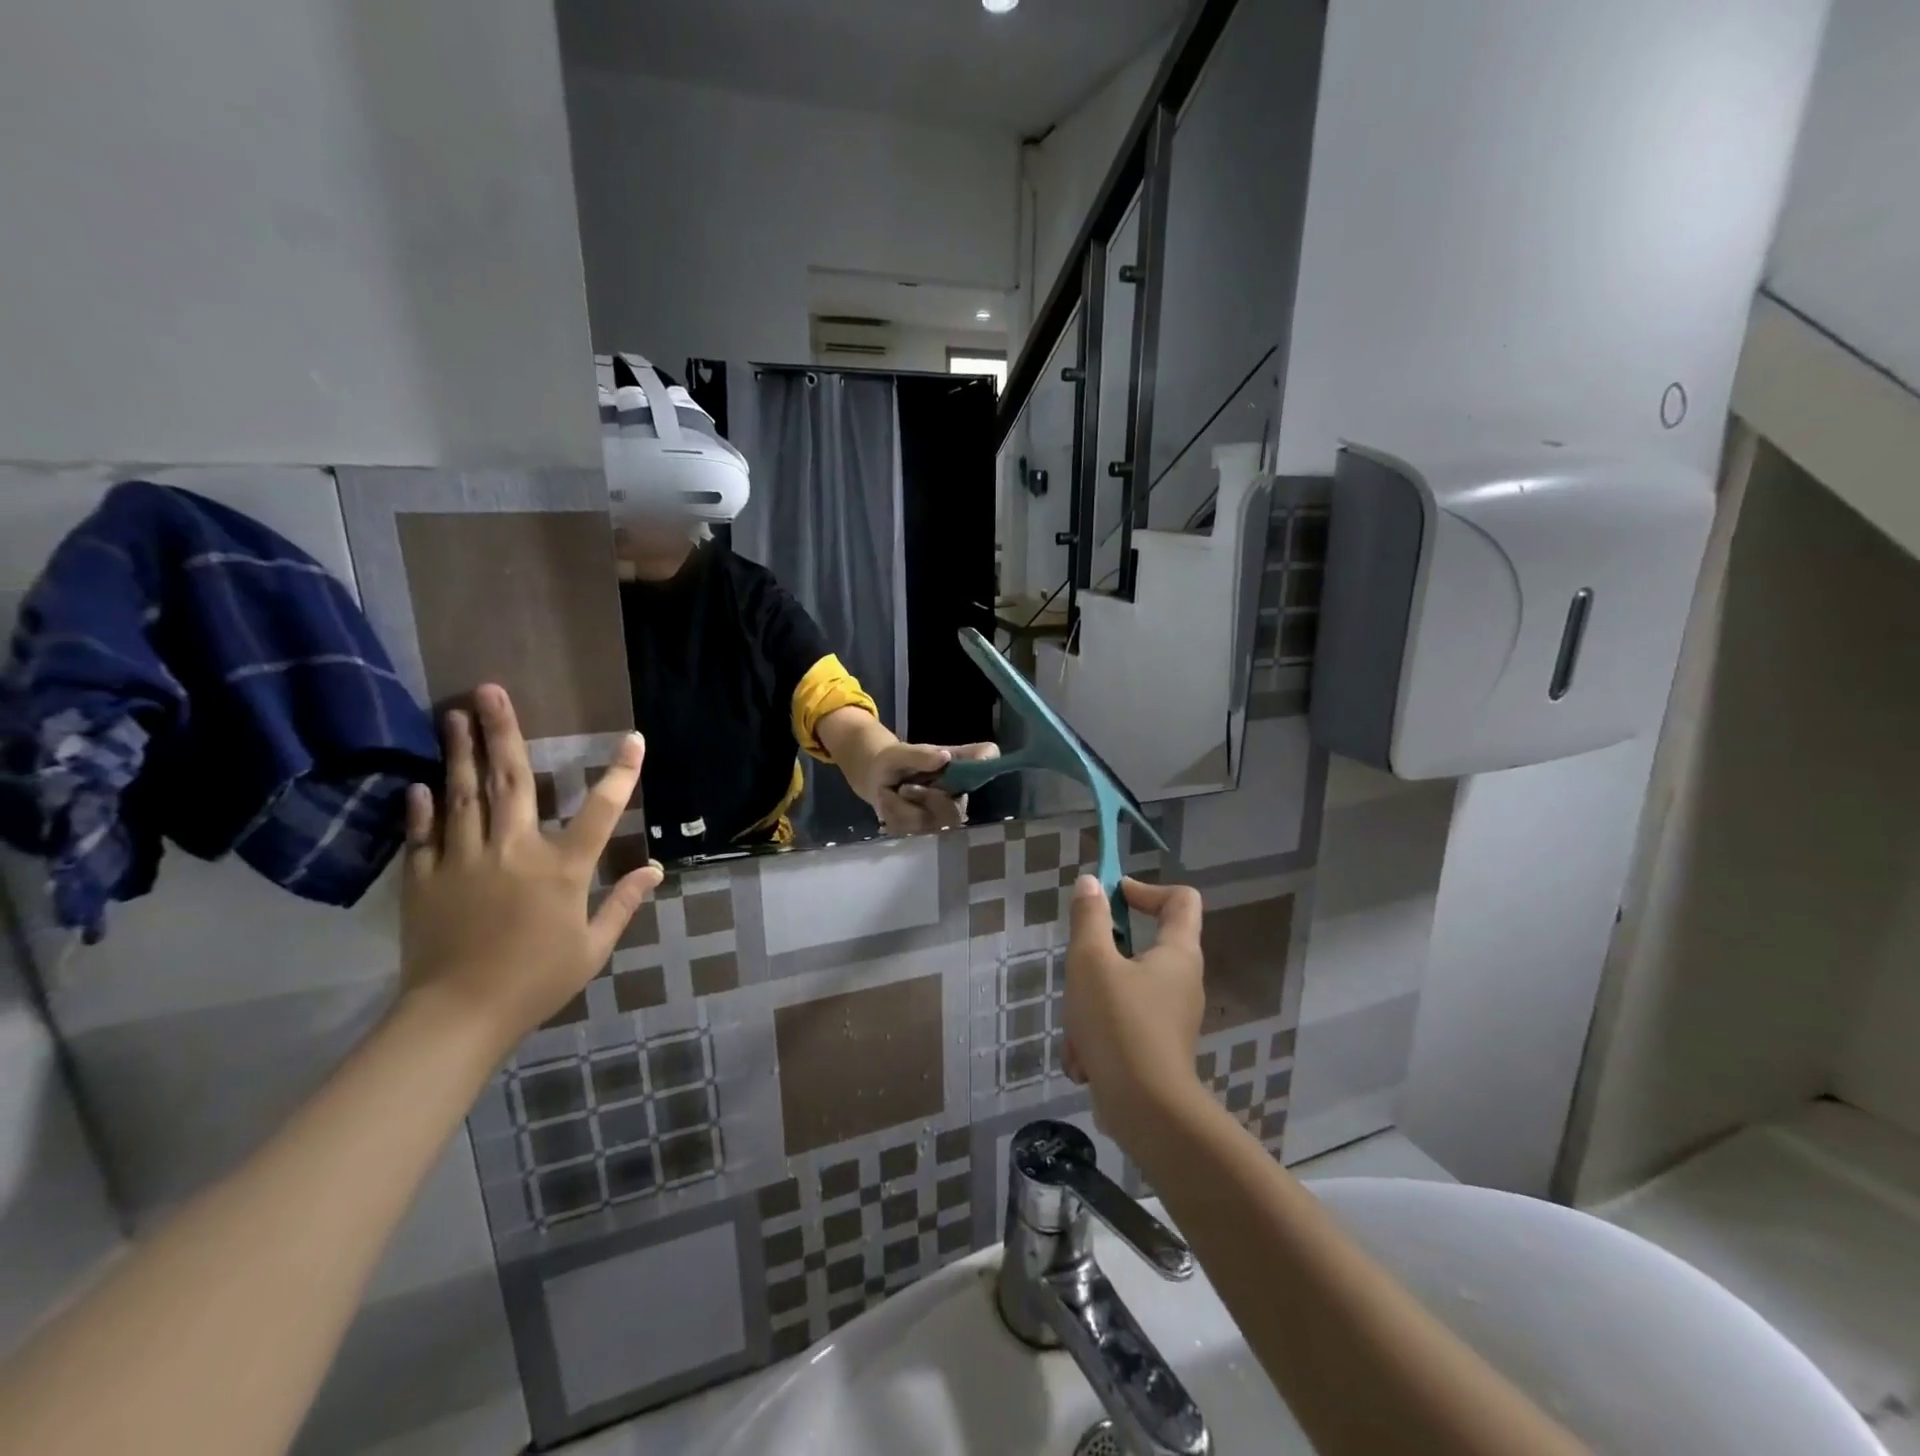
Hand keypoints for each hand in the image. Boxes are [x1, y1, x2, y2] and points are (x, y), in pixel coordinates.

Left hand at [400, 684, 662, 1052]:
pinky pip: (422, 835)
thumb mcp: (592, 947)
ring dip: (459, 752)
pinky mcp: (424, 880)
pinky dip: (422, 807)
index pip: (601, 810)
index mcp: (562, 868)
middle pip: (511, 780)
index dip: (621, 773)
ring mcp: (462, 861)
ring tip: (452, 714)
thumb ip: (623, 903)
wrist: (457, 1016)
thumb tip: (655, 869)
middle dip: (503, 732)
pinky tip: (420, 782)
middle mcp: (513, 850)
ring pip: (462, 795)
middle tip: (490, 690)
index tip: (633, 738)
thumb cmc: (536, 981)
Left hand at [862, 740, 999, 833]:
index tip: (980, 761)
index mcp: (960, 766)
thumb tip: (944, 757)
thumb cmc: (896, 761)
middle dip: (928, 800)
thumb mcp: (900, 754)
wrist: (877, 778)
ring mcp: (945, 815)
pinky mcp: (927, 830)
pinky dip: (894, 814)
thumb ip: (920, 755)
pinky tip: (892, 803)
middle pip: (956, 811)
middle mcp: (959, 792)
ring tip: (895, 792)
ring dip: (903, 807)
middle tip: (905, 788)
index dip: (987, 763)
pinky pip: (910, 829)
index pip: (987, 757)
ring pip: (929, 822)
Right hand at [1062, 875, 1207, 1150]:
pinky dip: (1099, 1037)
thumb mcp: (1091, 961)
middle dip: (1101, 957)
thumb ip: (1089, 919)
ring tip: (1076, 1030)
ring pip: (1123, 991)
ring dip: (1091, 1005)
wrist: (1146, 1113)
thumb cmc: (1120, 1024)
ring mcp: (1171, 1018)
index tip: (1110, 898)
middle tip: (1079, 969)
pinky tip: (1083, 1060)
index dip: (1145, 888)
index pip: (1181, 899)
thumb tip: (1091, 883)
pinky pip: (1123, 1026)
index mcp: (1178, 953)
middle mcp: (1182, 981)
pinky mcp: (1157, 1050)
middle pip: (1142, 946)